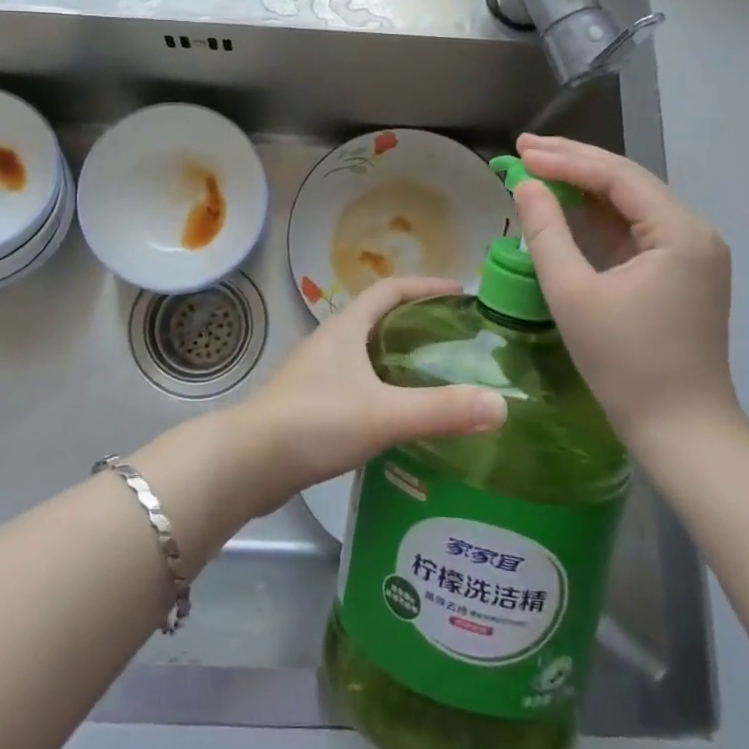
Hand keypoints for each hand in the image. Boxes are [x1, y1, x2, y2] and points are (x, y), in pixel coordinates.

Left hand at [237, 276, 507, 508]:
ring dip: (399, 358)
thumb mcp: (383, 414)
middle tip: (458, 340)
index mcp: (346, 328)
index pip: (389, 289)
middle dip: (418, 322)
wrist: (247, 464)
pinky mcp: (310, 406)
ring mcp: (316, 375)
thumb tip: (501, 405)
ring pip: (367, 354)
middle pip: (379, 319)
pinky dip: (383, 390)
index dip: (425, 285)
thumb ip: (440, 410)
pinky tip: (400, 419)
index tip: (461, 292)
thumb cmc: (314, 423)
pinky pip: (357, 385)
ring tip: (438, 378)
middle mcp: (330, 343)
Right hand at [509, 134, 738, 453]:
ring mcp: (690, 253)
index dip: (566, 159)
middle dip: (574, 162)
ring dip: (583, 186)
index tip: (521, 152)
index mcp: (680, 233)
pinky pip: (633, 229)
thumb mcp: (573, 294)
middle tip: (524, 148)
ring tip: (537, 166)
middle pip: (627, 181)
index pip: (618, 177)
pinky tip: (565, 204)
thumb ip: (546, 232)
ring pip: (630, 203)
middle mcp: (693, 232)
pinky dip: (596, 215)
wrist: (681, 430)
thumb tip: (526, 184)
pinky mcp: (679, 272)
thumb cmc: (625, 363)